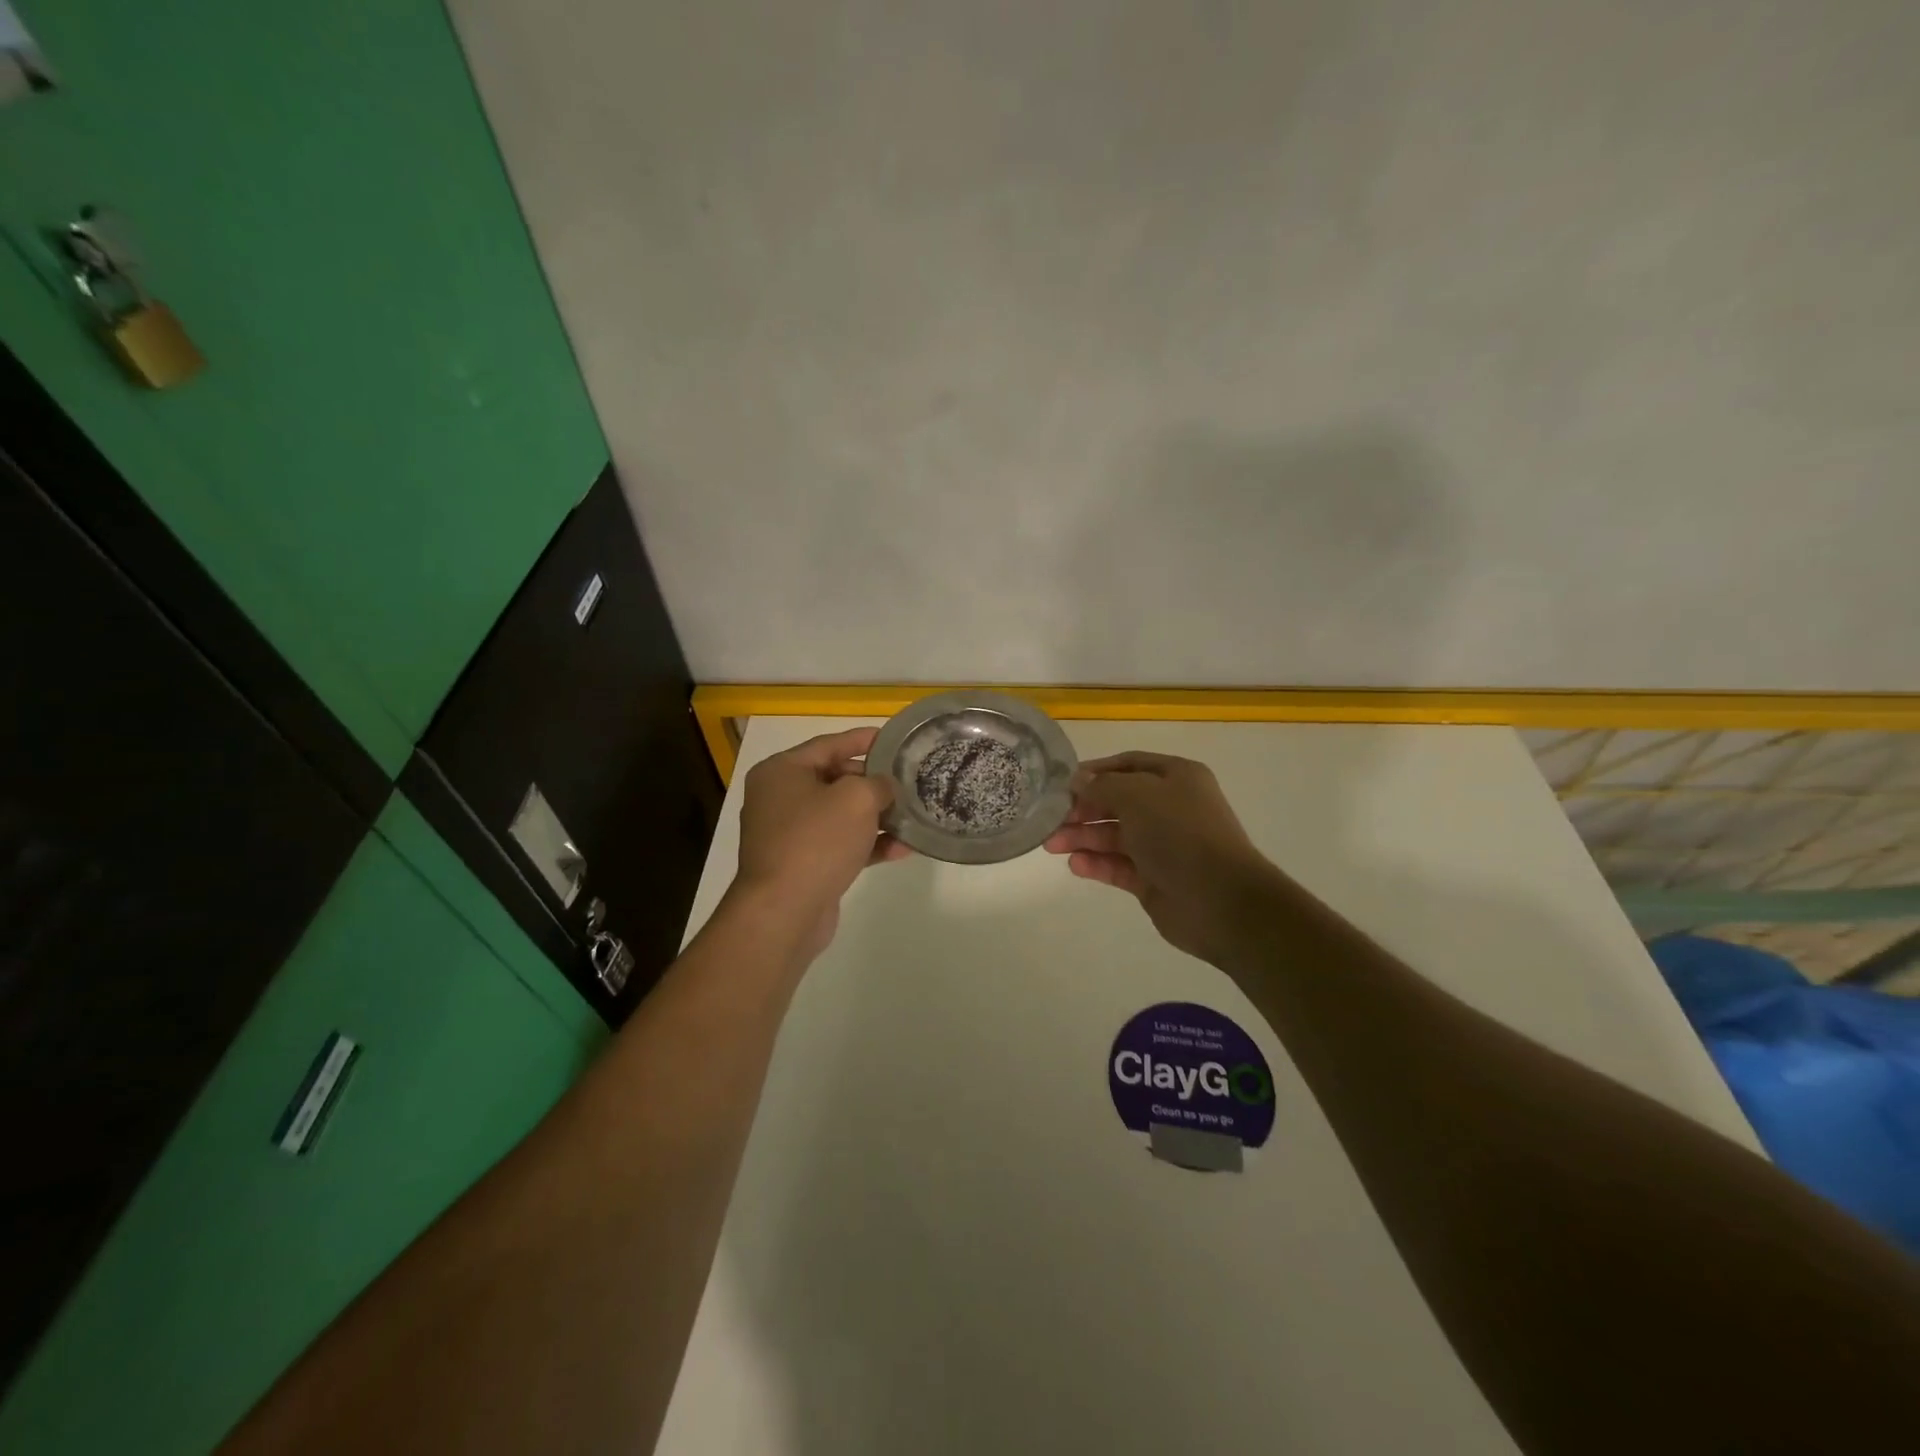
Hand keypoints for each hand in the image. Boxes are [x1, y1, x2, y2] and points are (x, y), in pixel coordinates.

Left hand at [733, 727, 910, 960]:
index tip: (896, 739)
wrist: (784, 911)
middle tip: (908, 781)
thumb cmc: (817, 841)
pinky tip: (902, 849)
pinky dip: (868, 845)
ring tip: (912, 815)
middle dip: (874, 782)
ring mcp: (789, 835)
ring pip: (840, 816)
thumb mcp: (856, 799)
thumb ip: (878, 784)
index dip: (864, 740)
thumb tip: (884, 788)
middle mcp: (779, 798)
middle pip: (835, 779)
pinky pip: (840, 845)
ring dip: (876, 817)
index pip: (829, 744)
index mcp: (781, 771)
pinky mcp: (803, 865)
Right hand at [1045, 752, 1280, 967]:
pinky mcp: (1154, 879)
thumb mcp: (1138, 795)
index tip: (1062, 783)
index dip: (1095, 771)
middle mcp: (1170, 808)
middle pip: (1117, 801)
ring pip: (1114, 835)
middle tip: (1051, 819)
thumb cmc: (1180, 834)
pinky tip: (1075, 865)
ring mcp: (1163, 845)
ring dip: (1083, 837)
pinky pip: (1119, 865)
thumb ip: (1103, 786)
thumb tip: (1078, 781)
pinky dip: (1096, 864)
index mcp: (1176, 778)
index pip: (1128, 765)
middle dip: (1083, 809)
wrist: (1220, 900)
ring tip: (1052, 845)